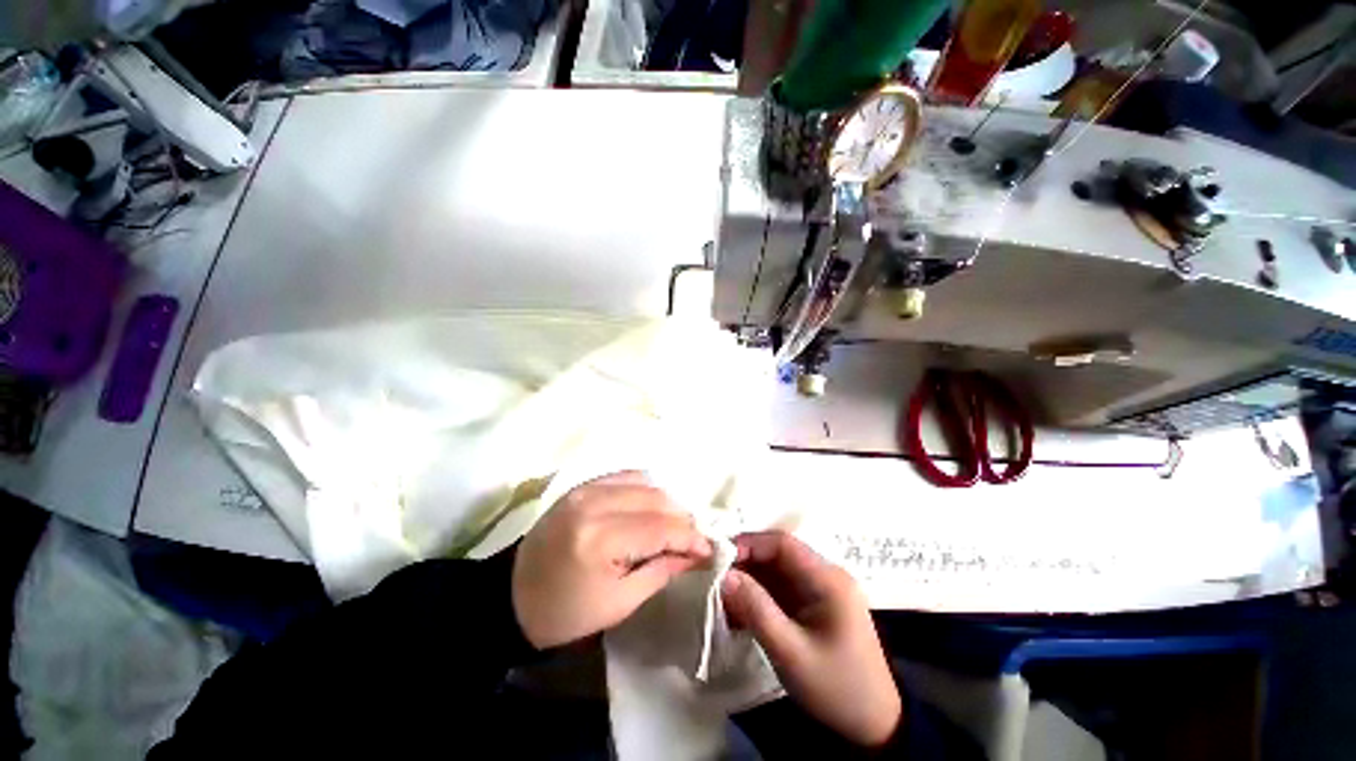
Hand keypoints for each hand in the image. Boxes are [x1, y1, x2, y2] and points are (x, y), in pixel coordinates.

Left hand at [512, 471, 712, 648]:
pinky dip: (647, 489)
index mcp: (600, 538)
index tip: (710, 549)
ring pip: (646, 483)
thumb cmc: (565, 612)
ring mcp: (587, 488)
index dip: (691, 537)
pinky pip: (626, 476)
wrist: (511, 596)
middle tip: (693, 540)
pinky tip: (651, 507)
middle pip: (657, 499)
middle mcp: (595, 502)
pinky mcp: (582, 484)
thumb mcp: (620, 603)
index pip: (661, 527)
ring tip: (674, 525)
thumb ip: (662, 570)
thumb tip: (697, 553)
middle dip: (683, 518)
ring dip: (667, 503)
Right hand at [722, 531, 901, 747]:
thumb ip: (756, 609)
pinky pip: (781, 590)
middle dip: (745, 563)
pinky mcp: (815, 606)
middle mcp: (826, 575)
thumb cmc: (836, 689)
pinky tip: (739, 612)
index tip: (719, 557)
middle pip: (778, 555)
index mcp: (828, 579)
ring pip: (777, 571)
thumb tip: (724, 576)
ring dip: (750, 581)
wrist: (875, 728)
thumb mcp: (790, 652)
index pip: (782, 544)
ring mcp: (821, 590)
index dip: (749, 544)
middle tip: (715, 577)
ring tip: (722, 597)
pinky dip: (759, 597)